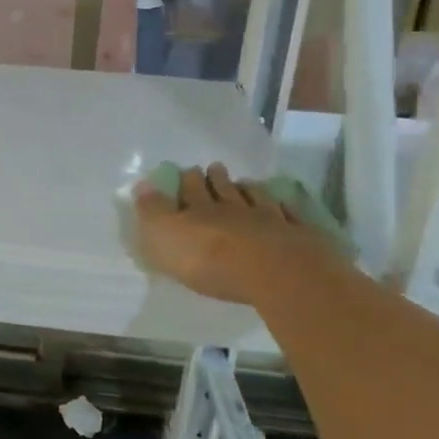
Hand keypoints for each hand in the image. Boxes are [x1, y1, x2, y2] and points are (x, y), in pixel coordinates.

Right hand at [134, 164, 338, 306]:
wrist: (273, 271)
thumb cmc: (209, 258)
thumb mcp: (165, 236)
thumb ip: (152, 211)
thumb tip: (141, 185)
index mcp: (199, 210)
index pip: (191, 190)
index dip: (188, 180)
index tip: (188, 170)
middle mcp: (233, 209)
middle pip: (223, 190)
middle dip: (216, 179)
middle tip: (215, 167)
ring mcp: (268, 220)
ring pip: (255, 199)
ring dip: (248, 189)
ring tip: (245, 182)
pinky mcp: (296, 236)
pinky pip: (288, 216)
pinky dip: (283, 209)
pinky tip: (283, 205)